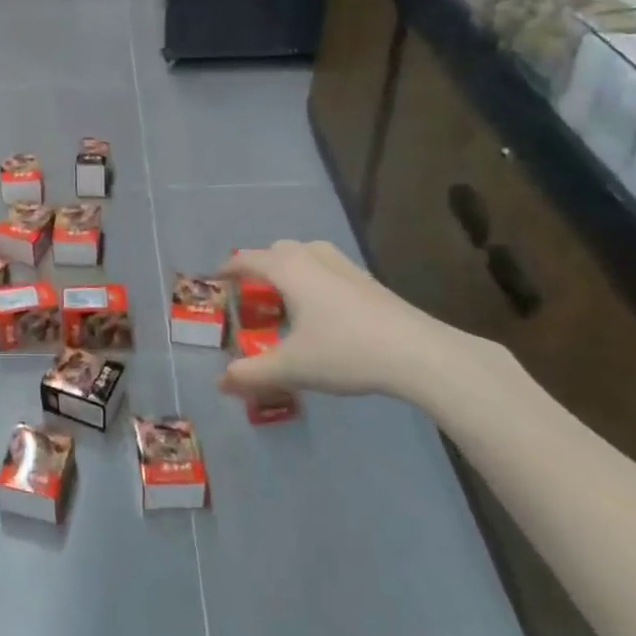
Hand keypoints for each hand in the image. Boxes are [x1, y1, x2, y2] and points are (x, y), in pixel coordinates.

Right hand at [217, 241, 497, 404]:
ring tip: (285, 298)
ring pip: (307, 254)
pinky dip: (314, 278)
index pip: (247, 260)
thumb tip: (220, 383)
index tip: (215, 279)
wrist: (420, 354)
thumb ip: (251, 373)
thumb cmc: (345, 352)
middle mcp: (314, 258)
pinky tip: (322, 309)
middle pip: (278, 251)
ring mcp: (345, 266)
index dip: (228, 269)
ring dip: (290, 268)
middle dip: (260, 266)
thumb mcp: (291, 367)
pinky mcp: (369, 281)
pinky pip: (328, 268)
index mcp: (288, 269)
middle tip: (251, 294)